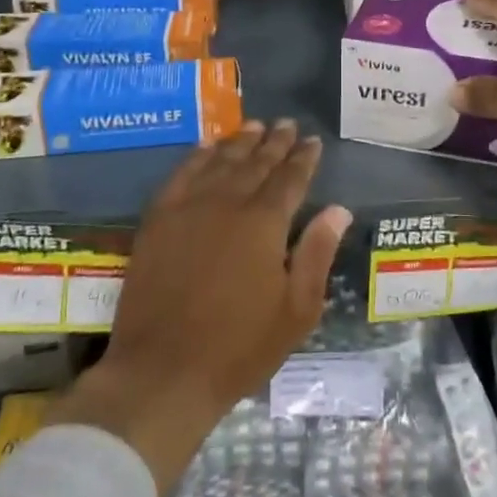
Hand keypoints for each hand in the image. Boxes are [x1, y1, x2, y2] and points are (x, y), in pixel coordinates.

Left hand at [48, 120, 351, 496]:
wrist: (162, 372)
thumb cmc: (239, 348)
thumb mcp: (296, 310)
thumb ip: (317, 253)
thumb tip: (338, 210)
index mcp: (265, 223)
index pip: (290, 178)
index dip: (304, 158)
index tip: (313, 141)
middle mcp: (228, 203)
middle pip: (256, 163)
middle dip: (275, 142)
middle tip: (286, 124)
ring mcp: (189, 208)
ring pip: (220, 162)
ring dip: (240, 142)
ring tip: (253, 125)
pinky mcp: (158, 220)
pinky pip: (181, 174)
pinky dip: (197, 156)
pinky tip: (206, 146)